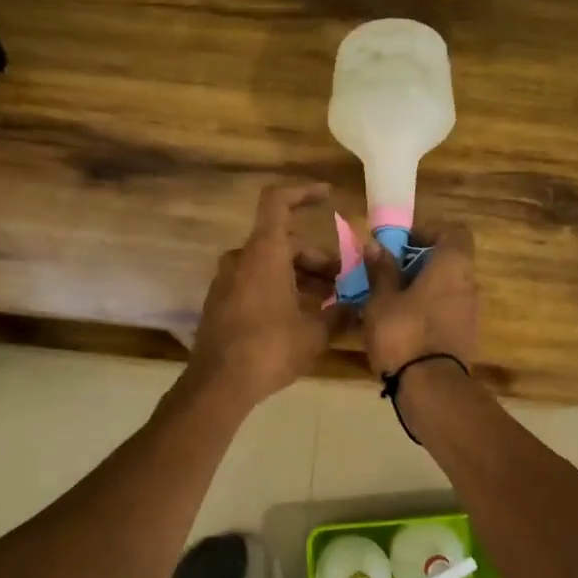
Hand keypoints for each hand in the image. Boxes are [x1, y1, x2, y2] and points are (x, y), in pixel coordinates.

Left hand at [187, 183, 342, 408]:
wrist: (219, 384)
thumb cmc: (271, 348)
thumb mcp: (315, 332)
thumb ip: (340, 313)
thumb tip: (359, 307)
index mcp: (264, 253)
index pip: (278, 202)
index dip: (303, 192)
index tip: (327, 195)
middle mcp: (241, 259)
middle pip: (282, 243)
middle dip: (316, 259)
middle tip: (343, 283)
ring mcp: (226, 281)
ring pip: (269, 265)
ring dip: (299, 277)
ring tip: (328, 303)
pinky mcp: (220, 303)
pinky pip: (254, 283)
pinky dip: (279, 289)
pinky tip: (300, 317)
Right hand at [361, 224, 479, 377]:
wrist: (430, 388)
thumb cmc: (403, 333)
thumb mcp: (381, 299)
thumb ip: (381, 270)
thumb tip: (376, 245)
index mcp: (452, 265)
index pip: (453, 232)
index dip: (428, 231)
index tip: (400, 243)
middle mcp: (469, 283)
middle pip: (449, 260)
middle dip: (419, 262)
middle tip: (387, 272)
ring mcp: (470, 312)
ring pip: (446, 287)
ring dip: (422, 288)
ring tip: (389, 300)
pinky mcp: (465, 337)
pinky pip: (446, 311)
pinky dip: (427, 310)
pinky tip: (400, 324)